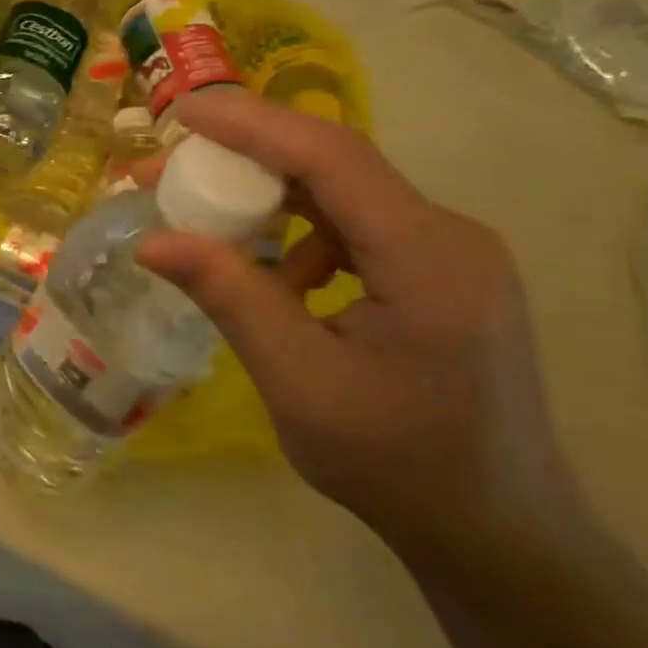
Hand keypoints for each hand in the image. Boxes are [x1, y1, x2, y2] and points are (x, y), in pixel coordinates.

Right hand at [137, 92, 578, 565]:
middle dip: (244, 158)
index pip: (331, 156)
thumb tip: (150, 241)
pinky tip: (270, 277)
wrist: (496, 533)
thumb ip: (229, 296)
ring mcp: (448, 253)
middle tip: (166, 170)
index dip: (252, 124)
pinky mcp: (438, 273)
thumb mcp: (297, 380)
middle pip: (334, 166)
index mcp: (428, 257)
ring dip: (267, 198)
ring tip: (201, 220)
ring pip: (341, 195)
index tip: (182, 114)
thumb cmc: (396, 463)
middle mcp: (449, 236)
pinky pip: (354, 228)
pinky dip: (297, 235)